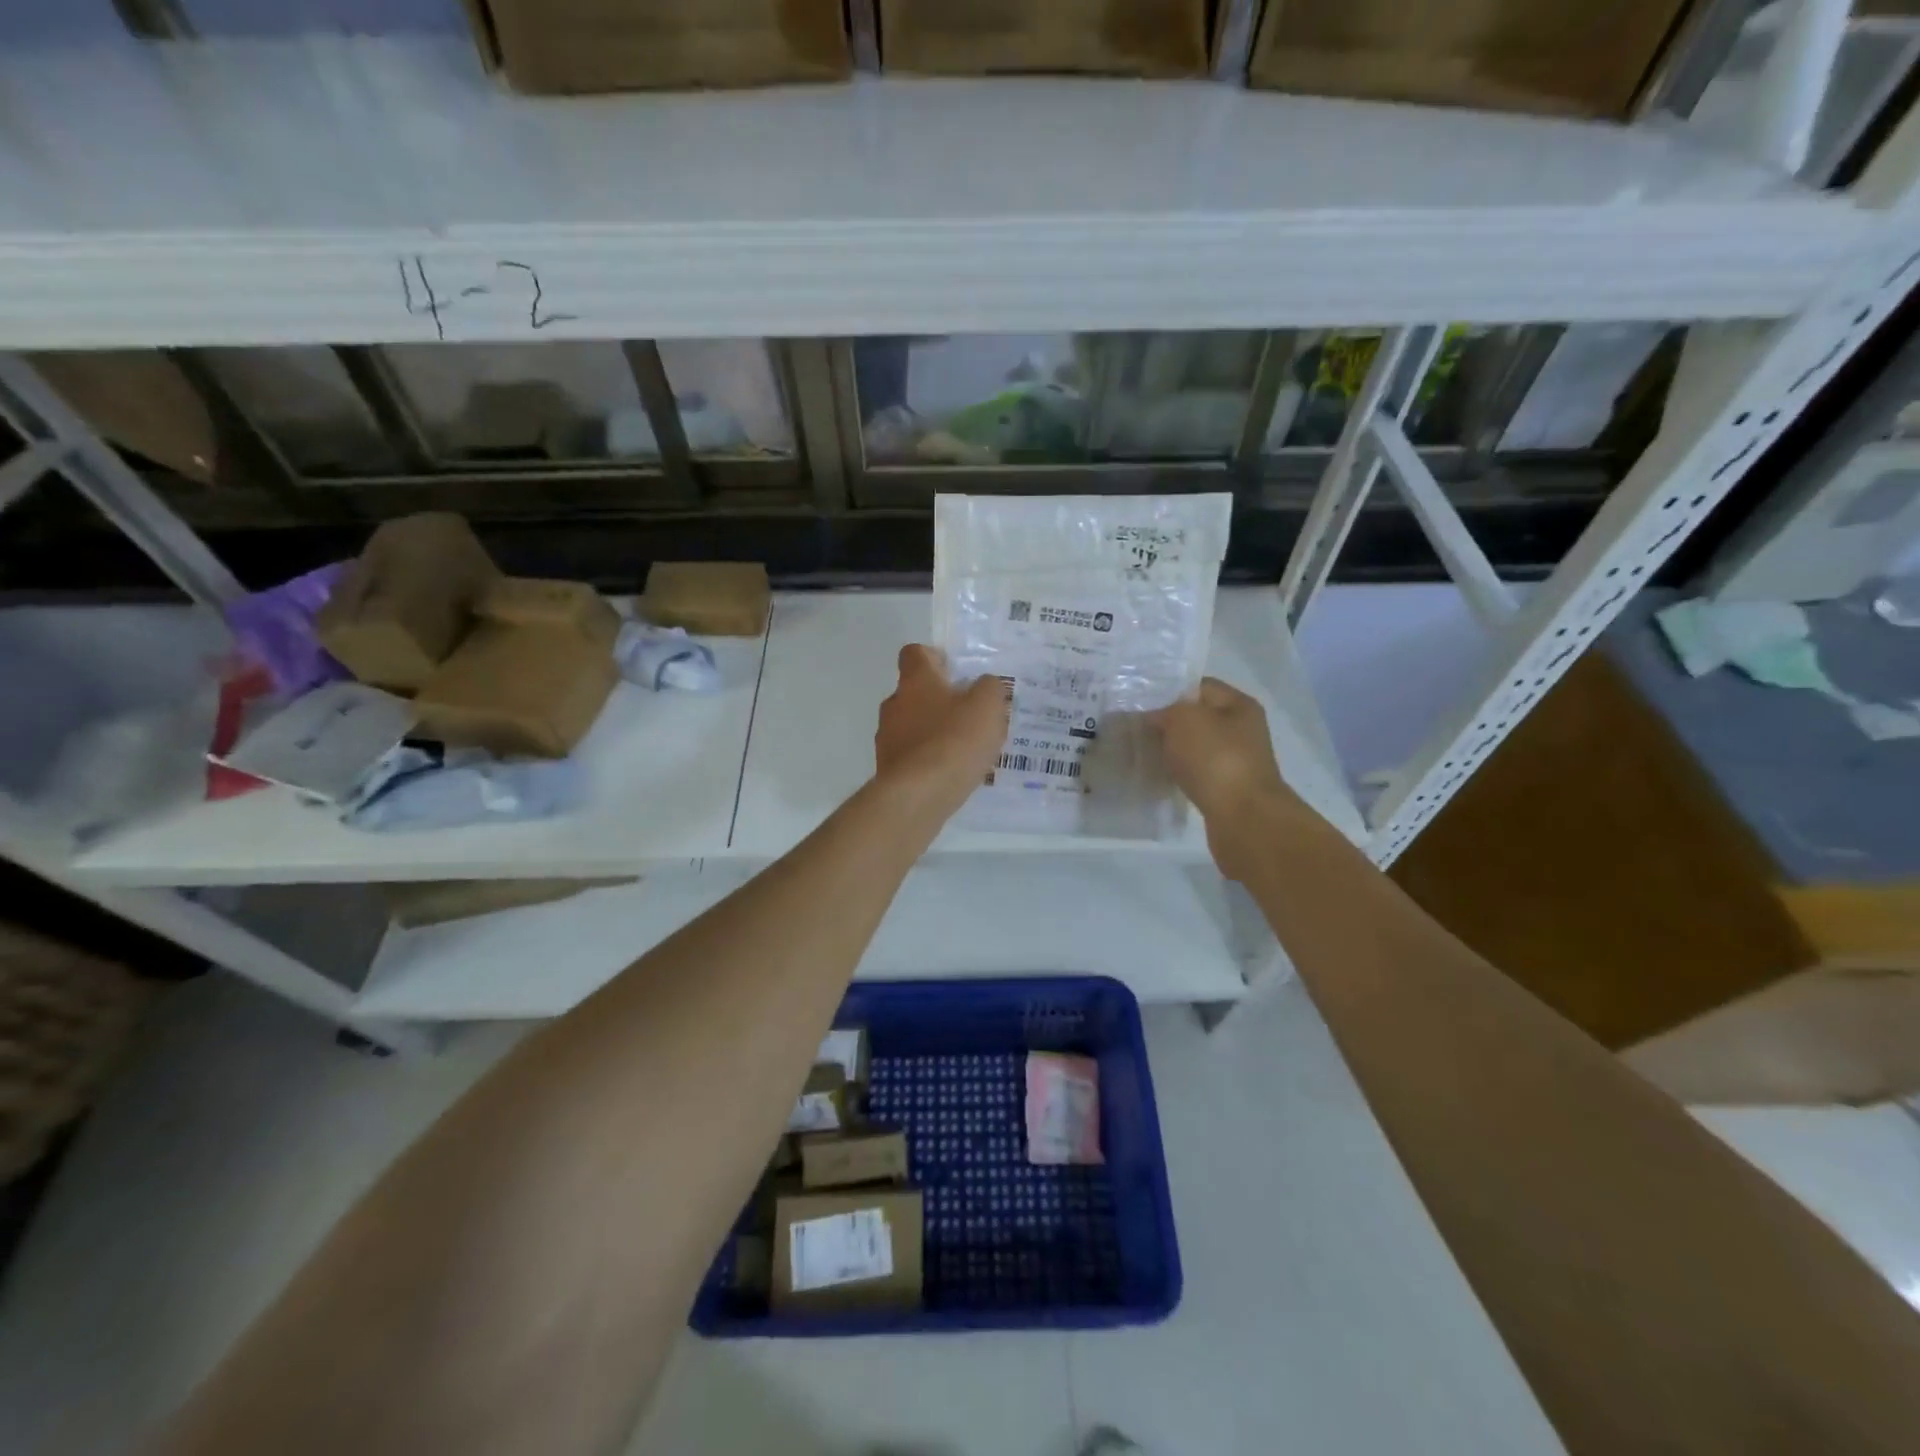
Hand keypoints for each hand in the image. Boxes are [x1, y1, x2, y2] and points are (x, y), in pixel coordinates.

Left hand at [874, 646, 1009, 814]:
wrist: (918, 795)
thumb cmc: (954, 741)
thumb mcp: (988, 706)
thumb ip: (990, 688)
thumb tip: (984, 685)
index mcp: (915, 680)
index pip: (915, 653)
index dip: (934, 658)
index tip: (955, 673)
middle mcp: (894, 703)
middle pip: (914, 692)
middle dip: (938, 700)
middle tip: (968, 715)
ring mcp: (886, 737)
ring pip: (911, 725)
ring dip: (932, 732)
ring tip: (962, 750)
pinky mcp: (887, 768)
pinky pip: (911, 755)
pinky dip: (927, 759)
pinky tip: (948, 773)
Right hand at [1151, 679, 1309, 880]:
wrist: (1244, 818)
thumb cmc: (1216, 759)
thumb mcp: (1184, 719)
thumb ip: (1165, 710)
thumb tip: (1154, 717)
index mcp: (1239, 705)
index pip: (1199, 686)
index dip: (1169, 690)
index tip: (1140, 702)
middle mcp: (1242, 730)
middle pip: (1197, 718)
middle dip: (1167, 723)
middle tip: (1135, 729)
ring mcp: (1236, 761)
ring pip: (1195, 748)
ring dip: (1172, 750)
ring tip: (1142, 753)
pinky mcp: (1226, 789)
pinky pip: (1196, 773)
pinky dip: (1178, 774)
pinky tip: (1159, 777)